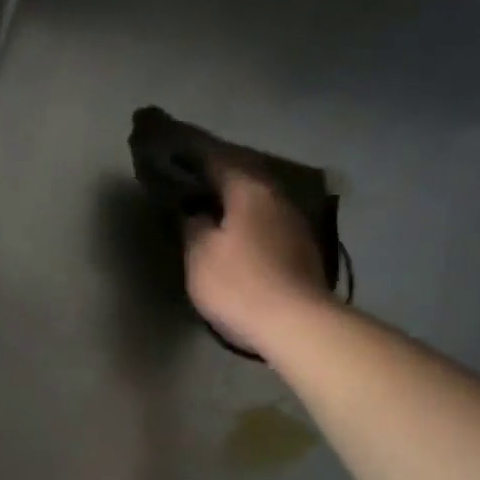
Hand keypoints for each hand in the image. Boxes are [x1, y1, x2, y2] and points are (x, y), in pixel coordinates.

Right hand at [184, 162, 331, 353]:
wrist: (294, 322)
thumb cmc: (238, 283)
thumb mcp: (200, 255)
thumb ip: (193, 227)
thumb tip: (196, 213)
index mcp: (249, 192)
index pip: (220, 162)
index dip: (197, 158)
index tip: (177, 156)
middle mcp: (277, 199)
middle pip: (246, 178)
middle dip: (221, 177)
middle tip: (196, 181)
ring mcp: (294, 224)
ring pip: (260, 201)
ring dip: (238, 201)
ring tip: (215, 207)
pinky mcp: (302, 250)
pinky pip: (269, 223)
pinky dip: (251, 221)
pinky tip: (240, 233)